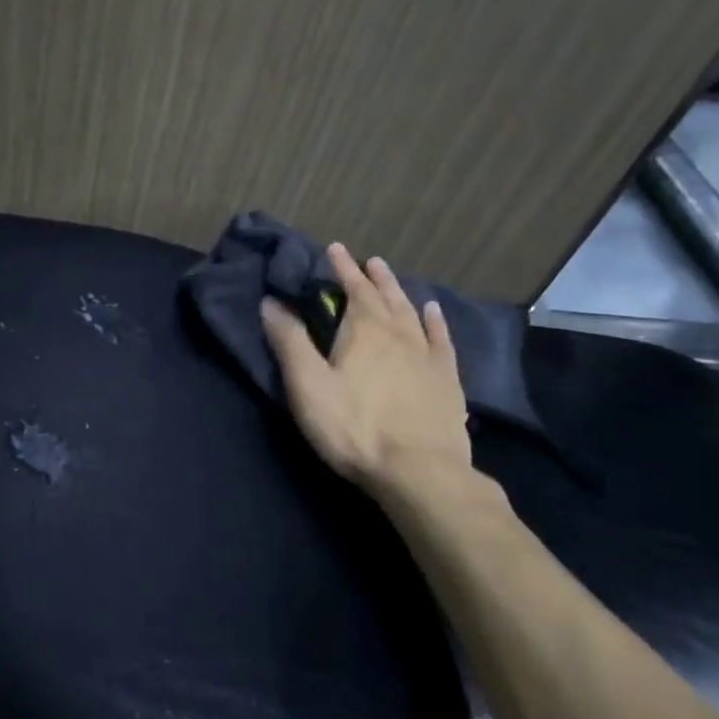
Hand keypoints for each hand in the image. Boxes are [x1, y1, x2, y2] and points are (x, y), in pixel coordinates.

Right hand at [261, 242, 472, 501]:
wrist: (419, 470)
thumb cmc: (354, 427)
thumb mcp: (308, 385)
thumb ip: (289, 341)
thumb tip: (271, 302)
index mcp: (363, 330)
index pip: (352, 288)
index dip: (342, 267)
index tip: (335, 248)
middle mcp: (399, 333)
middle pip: (385, 296)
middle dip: (372, 276)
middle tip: (367, 260)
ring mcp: (427, 356)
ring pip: (412, 313)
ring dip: (399, 292)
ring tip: (391, 276)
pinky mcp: (447, 380)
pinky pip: (441, 340)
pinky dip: (435, 322)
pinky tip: (434, 313)